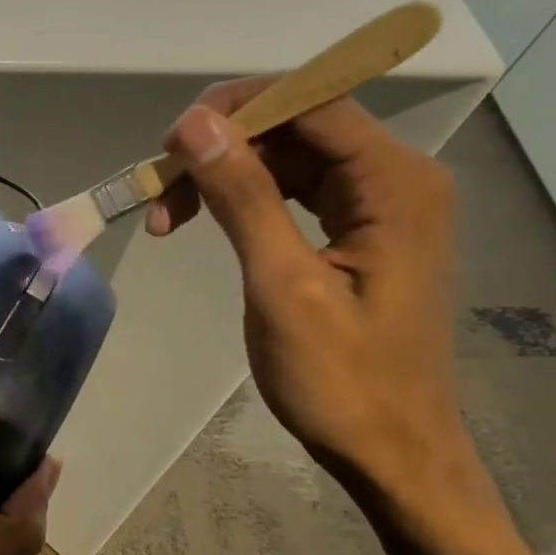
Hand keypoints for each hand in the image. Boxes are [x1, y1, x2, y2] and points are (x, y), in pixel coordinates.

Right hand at [147, 81, 466, 503]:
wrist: (391, 453)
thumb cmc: (342, 381)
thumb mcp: (283, 286)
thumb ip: (242, 198)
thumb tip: (194, 123)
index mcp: (395, 183)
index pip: (312, 101)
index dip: (236, 108)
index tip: (171, 144)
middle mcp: (396, 177)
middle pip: (296, 124)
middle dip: (222, 147)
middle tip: (160, 190)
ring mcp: (378, 203)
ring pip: (286, 155)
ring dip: (224, 175)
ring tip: (168, 216)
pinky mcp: (357, 229)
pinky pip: (291, 188)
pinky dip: (241, 199)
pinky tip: (203, 221)